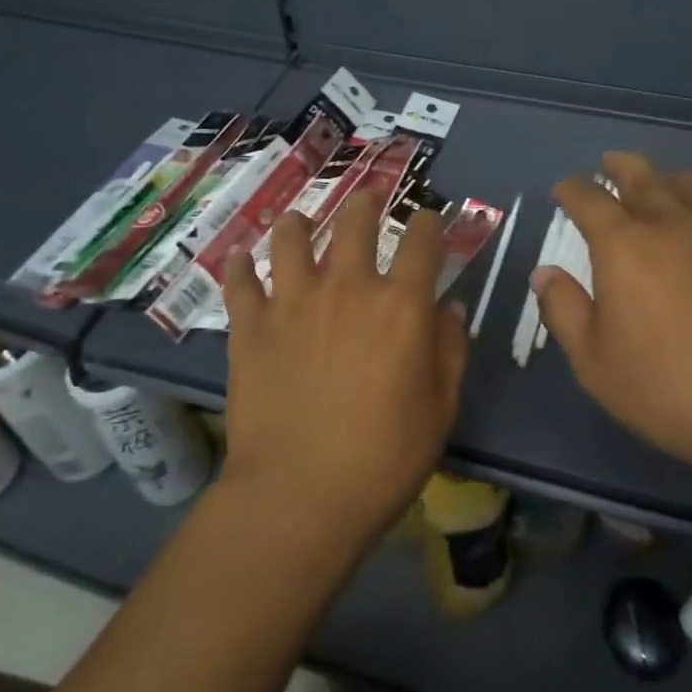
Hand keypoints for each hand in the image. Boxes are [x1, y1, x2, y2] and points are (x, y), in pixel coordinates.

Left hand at [222, 192, 467, 551]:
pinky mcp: (250, 326)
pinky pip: (240, 281)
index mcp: (401, 305)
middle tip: (369, 198)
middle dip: (367, 202)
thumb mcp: (441, 407)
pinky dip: (241, 266)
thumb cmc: (386, 456)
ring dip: (299, 223)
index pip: (422, 241)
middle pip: (355, 222)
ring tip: (300, 221)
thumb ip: (450, 349)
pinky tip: (242, 261)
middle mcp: (347, 287)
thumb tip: (450, 308)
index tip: (429, 220)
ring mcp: (292, 302)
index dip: (429, 223)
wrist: (301, 492)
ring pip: (291, 237)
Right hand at [533, 153, 691, 499]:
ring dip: (672, 180)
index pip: (588, 200)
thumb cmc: (672, 390)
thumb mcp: (596, 364)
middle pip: (642, 177)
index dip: (571, 190)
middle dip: (620, 167)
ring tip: (666, 185)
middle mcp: (675, 223)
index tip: (564, 189)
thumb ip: (564, 311)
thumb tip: (544, 272)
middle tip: (610, 164)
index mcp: (624, 247)